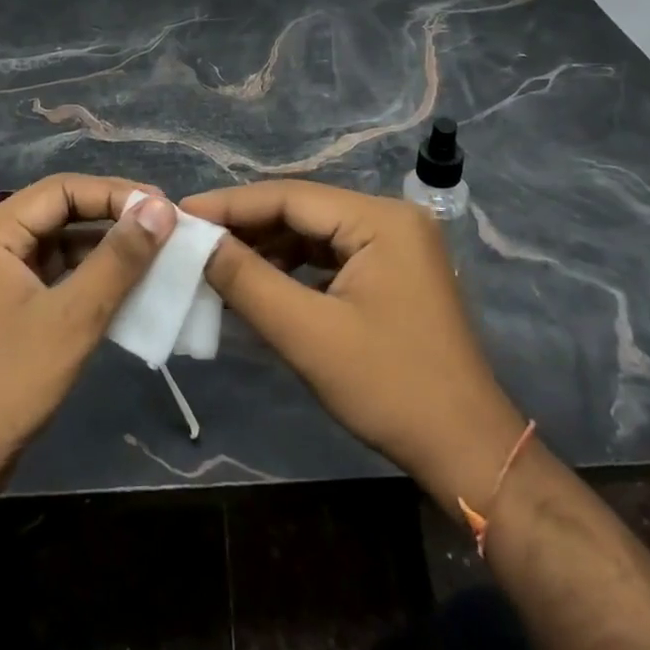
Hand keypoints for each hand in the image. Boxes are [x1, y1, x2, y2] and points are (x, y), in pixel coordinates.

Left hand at [0, 174, 176, 522]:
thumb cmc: (5, 386)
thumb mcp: (72, 319)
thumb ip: (118, 259)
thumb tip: (161, 208)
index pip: (63, 189)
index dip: (116, 193)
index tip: (165, 208)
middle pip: (60, 212)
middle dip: (113, 219)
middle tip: (165, 231)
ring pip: (58, 245)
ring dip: (103, 249)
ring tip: (154, 257)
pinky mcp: (0, 308)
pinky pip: (51, 275)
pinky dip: (86, 278)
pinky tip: (122, 290)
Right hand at [184, 180, 526, 506]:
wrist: (468, 452)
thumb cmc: (391, 388)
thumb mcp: (308, 334)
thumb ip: (247, 281)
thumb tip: (198, 242)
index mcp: (380, 219)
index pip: (290, 196)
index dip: (231, 204)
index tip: (181, 214)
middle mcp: (391, 218)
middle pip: (303, 210)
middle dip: (247, 227)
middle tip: (193, 240)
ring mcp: (397, 245)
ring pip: (315, 234)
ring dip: (268, 249)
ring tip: (218, 264)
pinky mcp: (394, 273)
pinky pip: (332, 257)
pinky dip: (294, 269)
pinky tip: (261, 285)